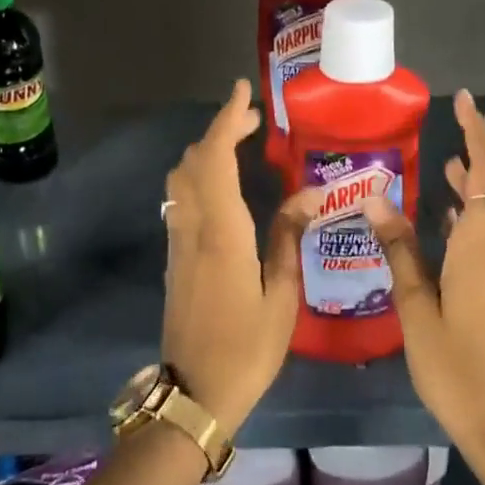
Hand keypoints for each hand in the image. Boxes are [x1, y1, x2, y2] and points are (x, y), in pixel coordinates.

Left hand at [160, 80, 320, 439]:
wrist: (194, 392)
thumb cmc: (246, 349)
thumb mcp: (281, 296)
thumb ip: (289, 238)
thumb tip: (311, 193)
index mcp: (222, 233)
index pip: (216, 159)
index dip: (226, 120)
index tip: (242, 92)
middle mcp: (192, 227)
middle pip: (194, 161)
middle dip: (219, 129)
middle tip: (252, 118)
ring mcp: (178, 242)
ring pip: (181, 179)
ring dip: (205, 151)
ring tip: (239, 143)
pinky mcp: (174, 257)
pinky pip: (180, 199)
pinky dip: (198, 175)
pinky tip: (221, 184)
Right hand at [362, 90, 484, 474]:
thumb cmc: (456, 369)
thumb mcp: (416, 309)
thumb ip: (399, 250)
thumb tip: (376, 197)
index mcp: (484, 247)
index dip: (479, 133)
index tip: (462, 102)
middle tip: (458, 118)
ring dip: (484, 176)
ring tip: (451, 158)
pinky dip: (481, 208)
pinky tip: (453, 214)